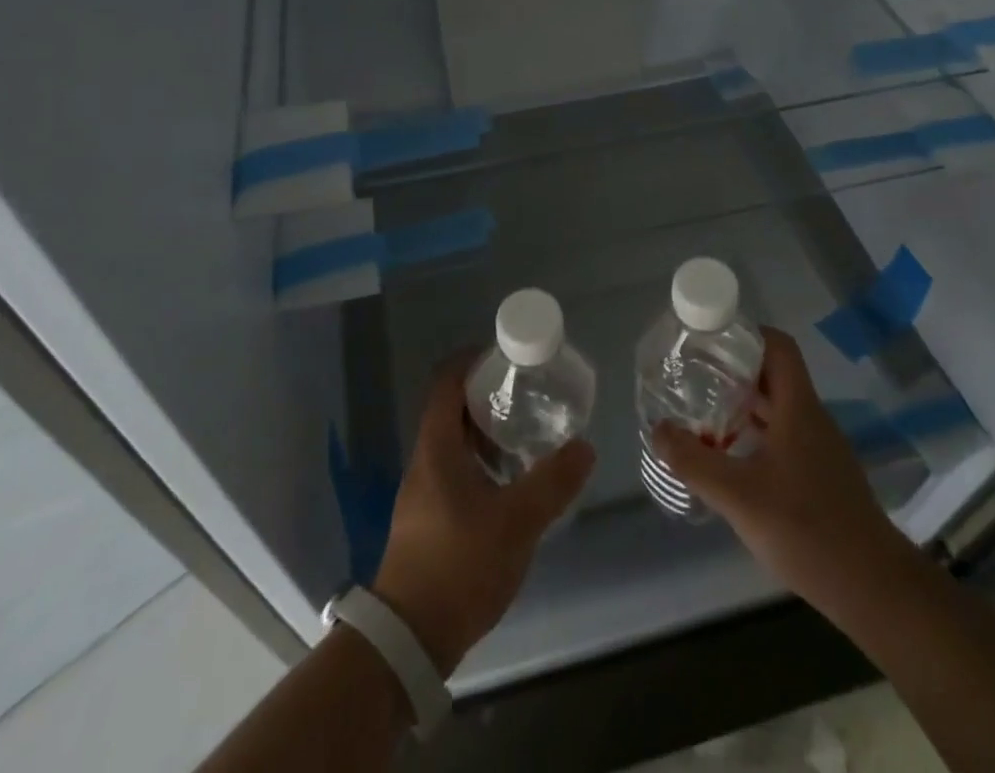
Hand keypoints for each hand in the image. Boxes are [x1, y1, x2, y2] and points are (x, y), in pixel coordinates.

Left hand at [373, 355, 595, 674]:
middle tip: (527, 394)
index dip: (473, 361)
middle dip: (488, 396)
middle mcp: (425, 460)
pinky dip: (481, 461)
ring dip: (486, 431)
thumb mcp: (516, 522)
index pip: (447, 382)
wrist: (409, 638)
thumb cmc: (459, 565)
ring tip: (525, 434)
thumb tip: (584, 447)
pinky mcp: (427, 518)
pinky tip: (509, 482)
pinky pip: (455, 469)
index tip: (507, 357)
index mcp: (437, 446)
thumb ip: (552, 483)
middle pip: (452, 409)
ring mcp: (423, 491)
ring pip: (454, 442)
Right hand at [652, 328, 900, 614]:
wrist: (875, 590)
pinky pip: (784, 435)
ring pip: (778, 407)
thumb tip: (657, 430)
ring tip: (702, 410)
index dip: (745, 333)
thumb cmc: (807, 529)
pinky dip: (755, 432)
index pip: (777, 345)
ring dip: (743, 403)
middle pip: (773, 374)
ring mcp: (820, 448)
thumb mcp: (739, 496)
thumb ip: (694, 462)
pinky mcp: (822, 476)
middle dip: (733, 368)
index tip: (708, 339)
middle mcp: (811, 418)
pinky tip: (730, 456)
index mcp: (798, 407)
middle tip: (693, 373)